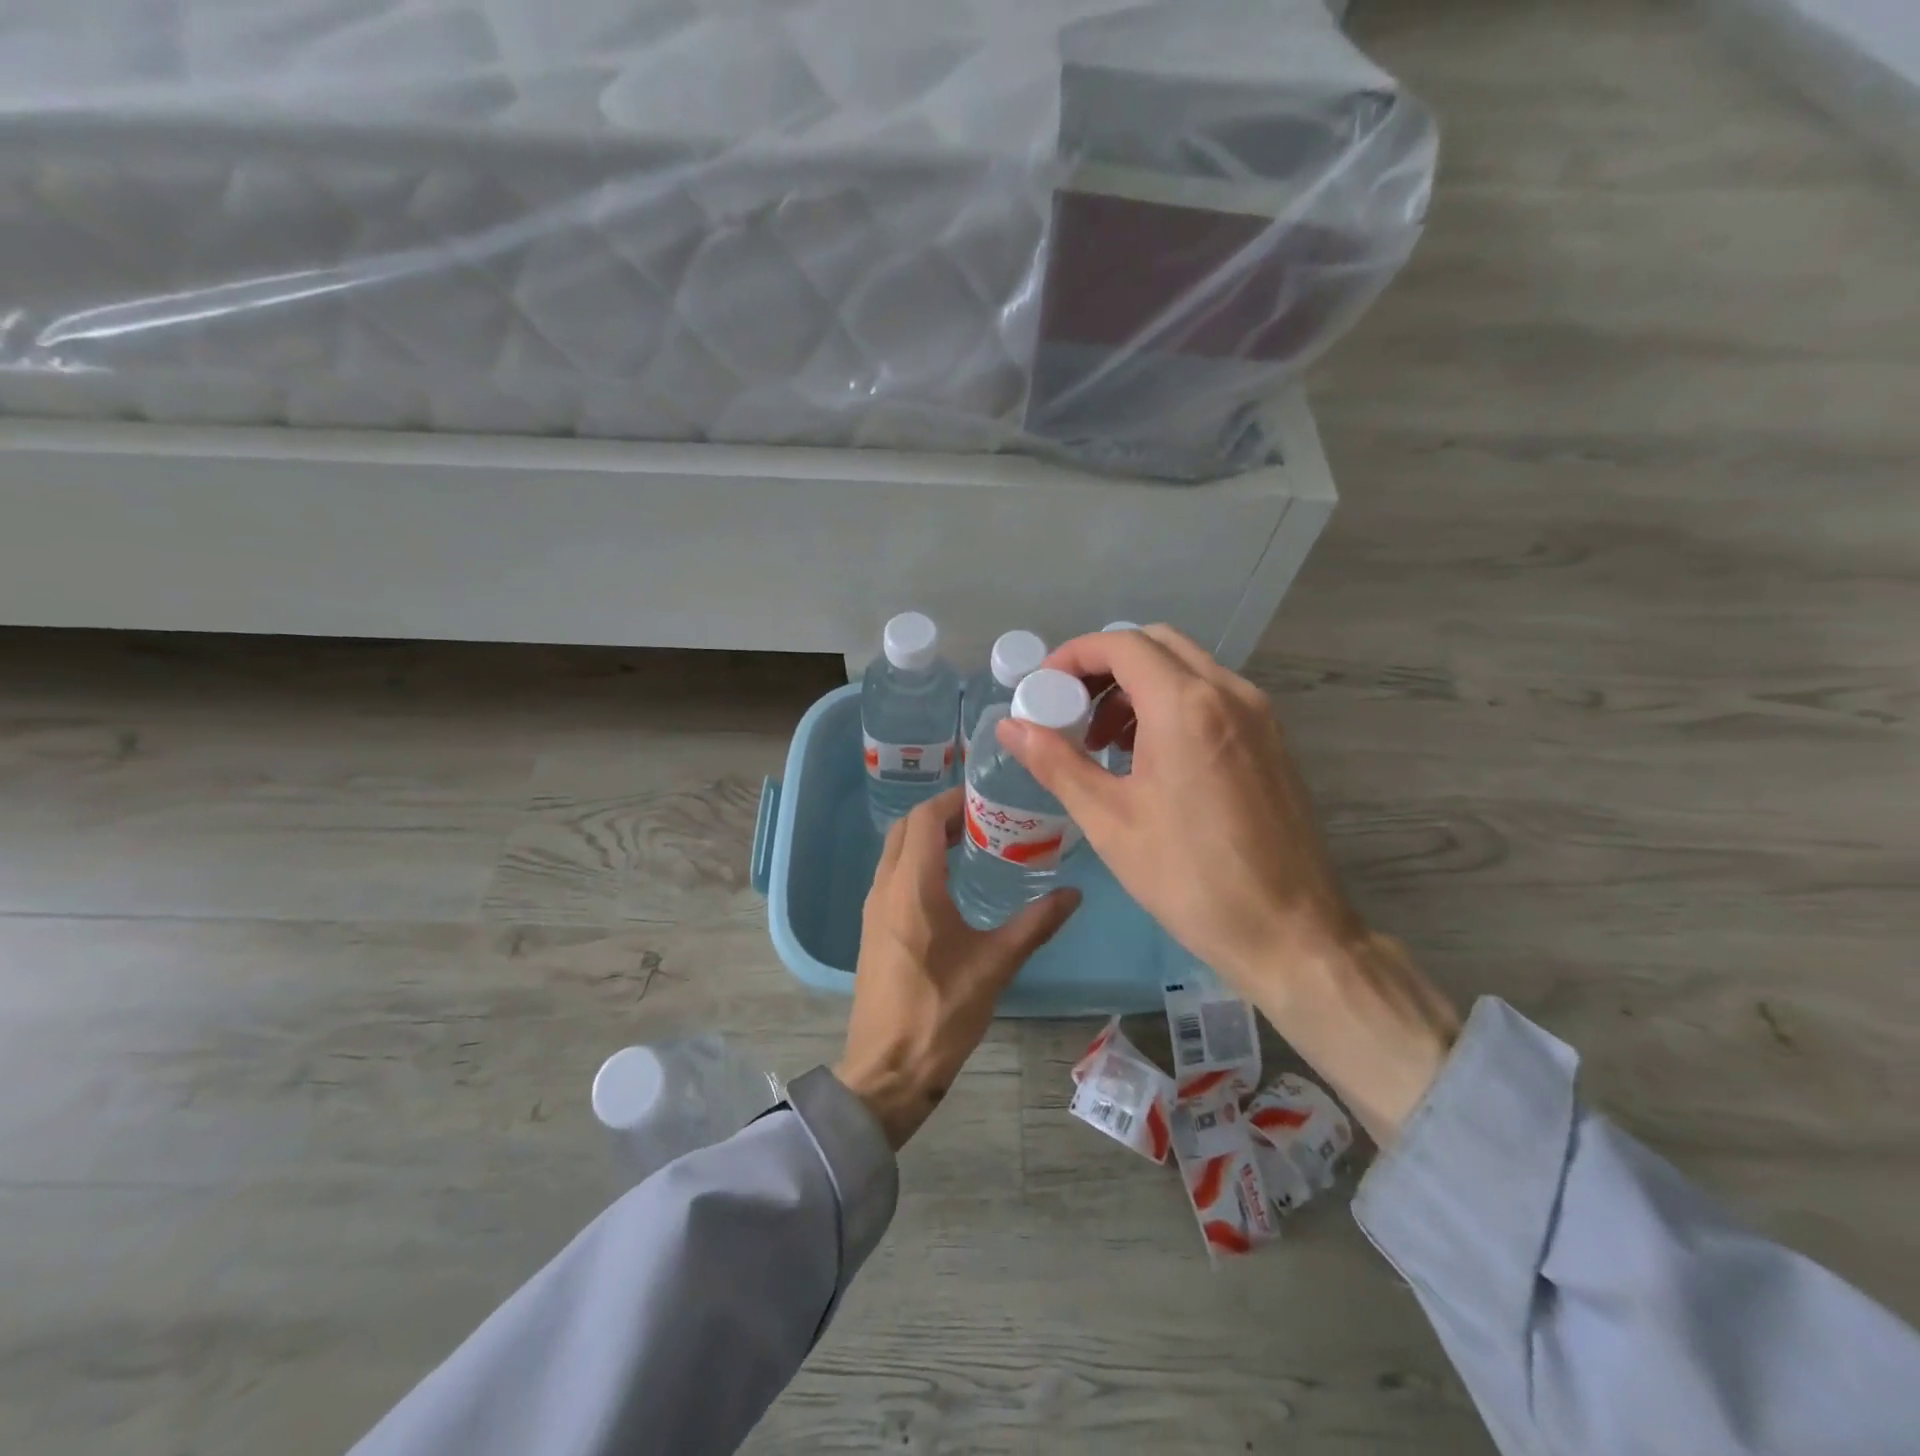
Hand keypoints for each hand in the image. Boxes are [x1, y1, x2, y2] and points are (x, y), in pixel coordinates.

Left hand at [837, 788, 1079, 1148]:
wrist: (888, 1069)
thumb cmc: (942, 1012)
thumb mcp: (996, 965)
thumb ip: (1036, 924)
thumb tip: (1074, 893)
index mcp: (913, 887)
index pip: (925, 818)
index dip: (953, 800)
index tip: (986, 796)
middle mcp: (885, 888)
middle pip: (906, 829)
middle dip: (940, 814)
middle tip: (984, 817)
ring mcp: (873, 909)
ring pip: (895, 852)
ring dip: (926, 838)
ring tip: (971, 843)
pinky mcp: (872, 929)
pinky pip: (891, 876)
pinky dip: (916, 862)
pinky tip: (948, 884)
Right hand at [997, 626, 1459, 1142]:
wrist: (1290, 932)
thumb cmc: (1189, 879)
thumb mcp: (1109, 820)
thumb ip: (1056, 762)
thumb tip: (1010, 725)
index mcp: (1186, 707)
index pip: (1121, 646)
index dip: (1073, 656)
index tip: (1042, 688)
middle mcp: (1229, 693)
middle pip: (1156, 644)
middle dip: (1104, 665)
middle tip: (1069, 707)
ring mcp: (1258, 713)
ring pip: (1187, 667)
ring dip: (1137, 684)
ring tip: (1104, 739)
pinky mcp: (1272, 738)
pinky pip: (1212, 695)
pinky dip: (1171, 702)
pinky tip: (1150, 756)